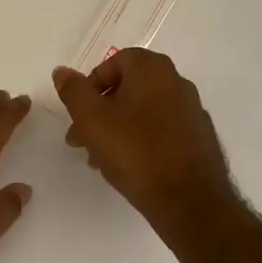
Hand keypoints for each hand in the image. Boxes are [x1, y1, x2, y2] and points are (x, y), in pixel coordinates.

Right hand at [53, 49, 236, 222]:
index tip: (78, 113)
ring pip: (143, 112)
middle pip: (128, 88)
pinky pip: (161, 131)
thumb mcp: (91, 119)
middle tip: (81, 138)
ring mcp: (192, 111)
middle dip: (100, 111)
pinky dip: (141, 141)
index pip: (115, 62)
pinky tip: (128, 166)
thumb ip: (73, 91)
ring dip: (117, 128)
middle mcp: (177, 82)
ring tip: (99, 158)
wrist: (189, 200)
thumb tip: (62, 71)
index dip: (91, 85)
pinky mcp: (199, 138)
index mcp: (153, 69)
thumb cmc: (135, 151)